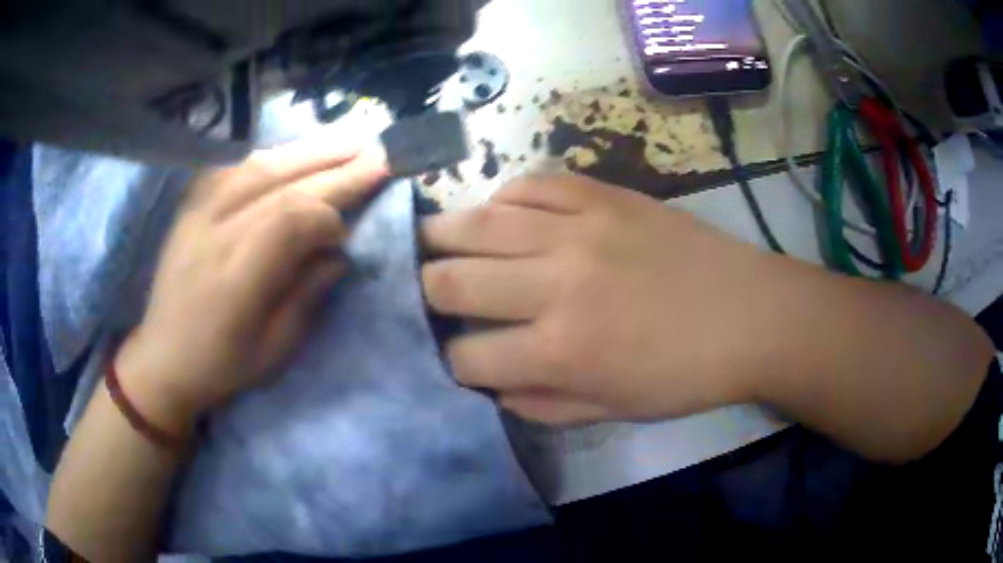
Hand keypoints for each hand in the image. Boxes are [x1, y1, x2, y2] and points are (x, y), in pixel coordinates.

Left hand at [116, 140, 388, 434]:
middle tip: (378, 154)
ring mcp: (199, 211)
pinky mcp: (191, 205)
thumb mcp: (274, 349)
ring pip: (260, 165)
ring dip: (308, 151)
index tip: (345, 235)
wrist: (162, 357)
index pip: (291, 221)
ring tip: (347, 143)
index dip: (328, 219)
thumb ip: (308, 295)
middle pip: (281, 184)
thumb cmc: (221, 364)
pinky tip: (293, 153)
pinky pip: (234, 167)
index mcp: (236, 277)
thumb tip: (339, 254)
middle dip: (335, 168)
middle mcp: (216, 231)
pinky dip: (270, 156)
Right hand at [422, 174, 779, 424]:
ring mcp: (578, 229)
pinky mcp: (602, 194)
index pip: (467, 356)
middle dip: (427, 294)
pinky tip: (501, 214)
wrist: (750, 315)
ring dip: (442, 237)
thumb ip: (541, 404)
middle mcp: (555, 285)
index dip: (453, 362)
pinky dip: (503, 199)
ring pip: (476, 223)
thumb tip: (492, 383)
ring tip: (432, 243)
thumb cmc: (685, 375)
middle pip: (451, 282)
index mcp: (560, 352)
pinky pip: (530, 185)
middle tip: (430, 294)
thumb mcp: (612, 412)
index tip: (461, 357)